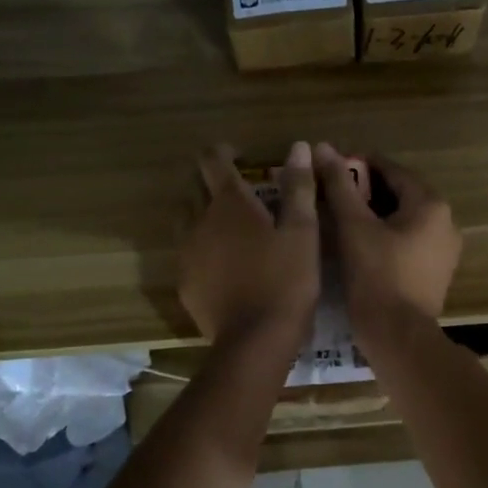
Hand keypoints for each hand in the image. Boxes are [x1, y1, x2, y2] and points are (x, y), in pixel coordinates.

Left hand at [178, 142, 319, 345]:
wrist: (255, 340)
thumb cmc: (286, 280)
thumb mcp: (303, 231)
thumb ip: (298, 187)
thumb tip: (299, 147)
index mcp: (229, 203)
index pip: (212, 160)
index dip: (223, 152)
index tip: (239, 156)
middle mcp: (199, 221)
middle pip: (193, 188)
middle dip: (211, 182)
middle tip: (239, 191)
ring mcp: (187, 253)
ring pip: (186, 220)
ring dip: (202, 213)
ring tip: (229, 226)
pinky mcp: (184, 282)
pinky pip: (188, 253)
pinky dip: (202, 247)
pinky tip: (224, 264)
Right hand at [314, 143, 460, 338]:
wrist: (399, 337)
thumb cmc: (376, 277)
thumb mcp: (353, 227)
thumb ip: (339, 185)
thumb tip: (323, 147)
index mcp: (431, 204)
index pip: (392, 170)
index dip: (360, 165)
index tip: (331, 167)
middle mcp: (446, 222)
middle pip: (401, 194)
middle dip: (367, 191)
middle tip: (332, 193)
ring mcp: (445, 250)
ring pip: (405, 219)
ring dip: (375, 214)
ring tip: (341, 217)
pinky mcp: (437, 272)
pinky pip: (410, 241)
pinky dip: (387, 236)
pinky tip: (361, 244)